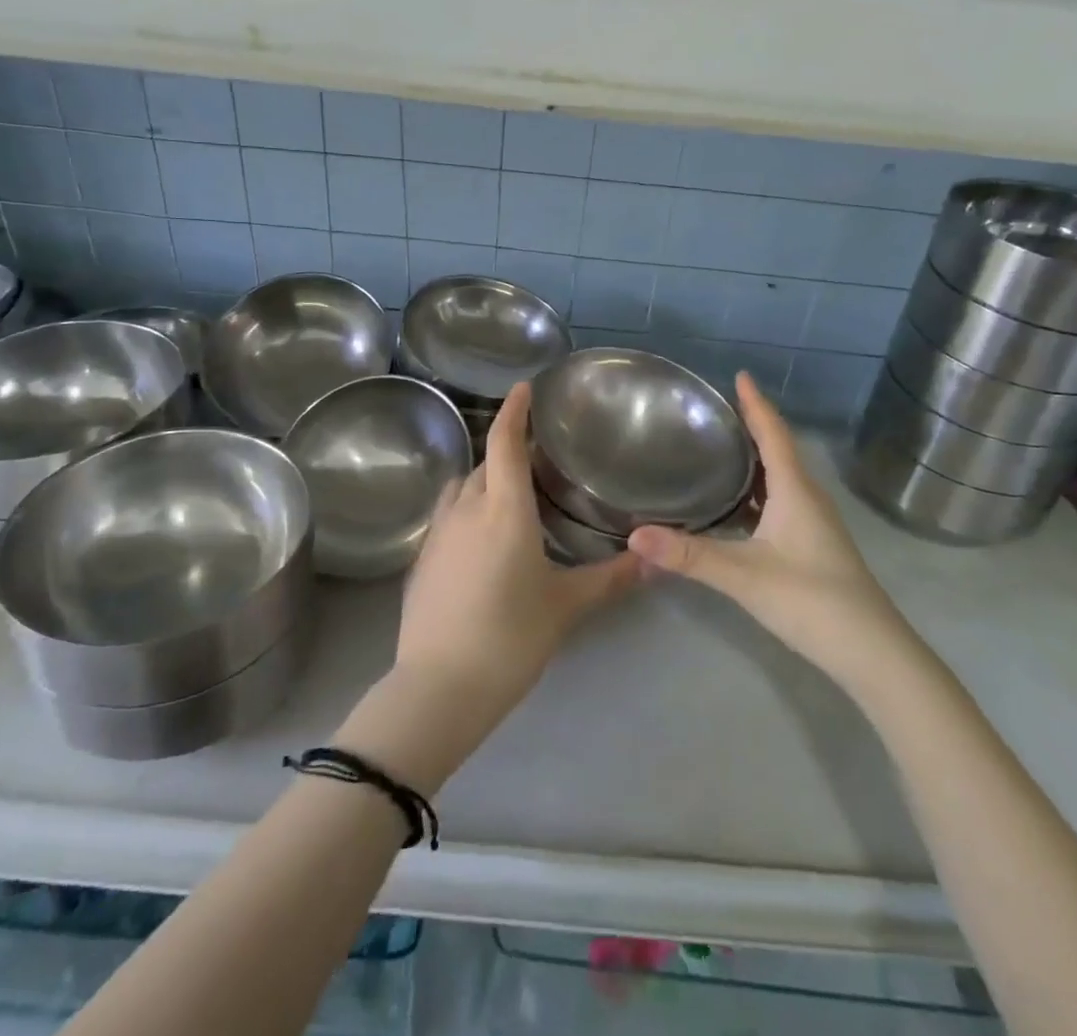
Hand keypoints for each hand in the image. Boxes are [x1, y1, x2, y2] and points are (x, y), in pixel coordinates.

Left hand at [393, 381, 640, 732]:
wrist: (438, 688)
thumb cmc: (510, 638)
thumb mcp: (566, 607)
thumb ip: (611, 579)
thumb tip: (654, 559)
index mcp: (504, 510)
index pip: (504, 442)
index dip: (513, 410)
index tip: (524, 388)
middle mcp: (466, 509)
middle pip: (484, 463)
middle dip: (507, 450)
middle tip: (537, 456)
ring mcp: (437, 533)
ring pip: (462, 487)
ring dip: (483, 479)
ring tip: (510, 494)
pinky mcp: (421, 558)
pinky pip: (447, 515)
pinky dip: (466, 509)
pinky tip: (482, 539)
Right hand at [628, 373, 913, 684]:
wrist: (873, 653)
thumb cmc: (811, 600)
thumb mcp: (744, 576)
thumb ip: (689, 555)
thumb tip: (635, 535)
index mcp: (796, 490)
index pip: (773, 434)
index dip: (756, 404)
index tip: (739, 375)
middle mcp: (808, 498)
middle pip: (778, 450)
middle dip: (751, 426)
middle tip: (716, 410)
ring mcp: (814, 523)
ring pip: (781, 478)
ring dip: (755, 460)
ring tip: (720, 448)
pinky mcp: (813, 545)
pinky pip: (781, 502)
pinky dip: (757, 491)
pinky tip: (737, 506)